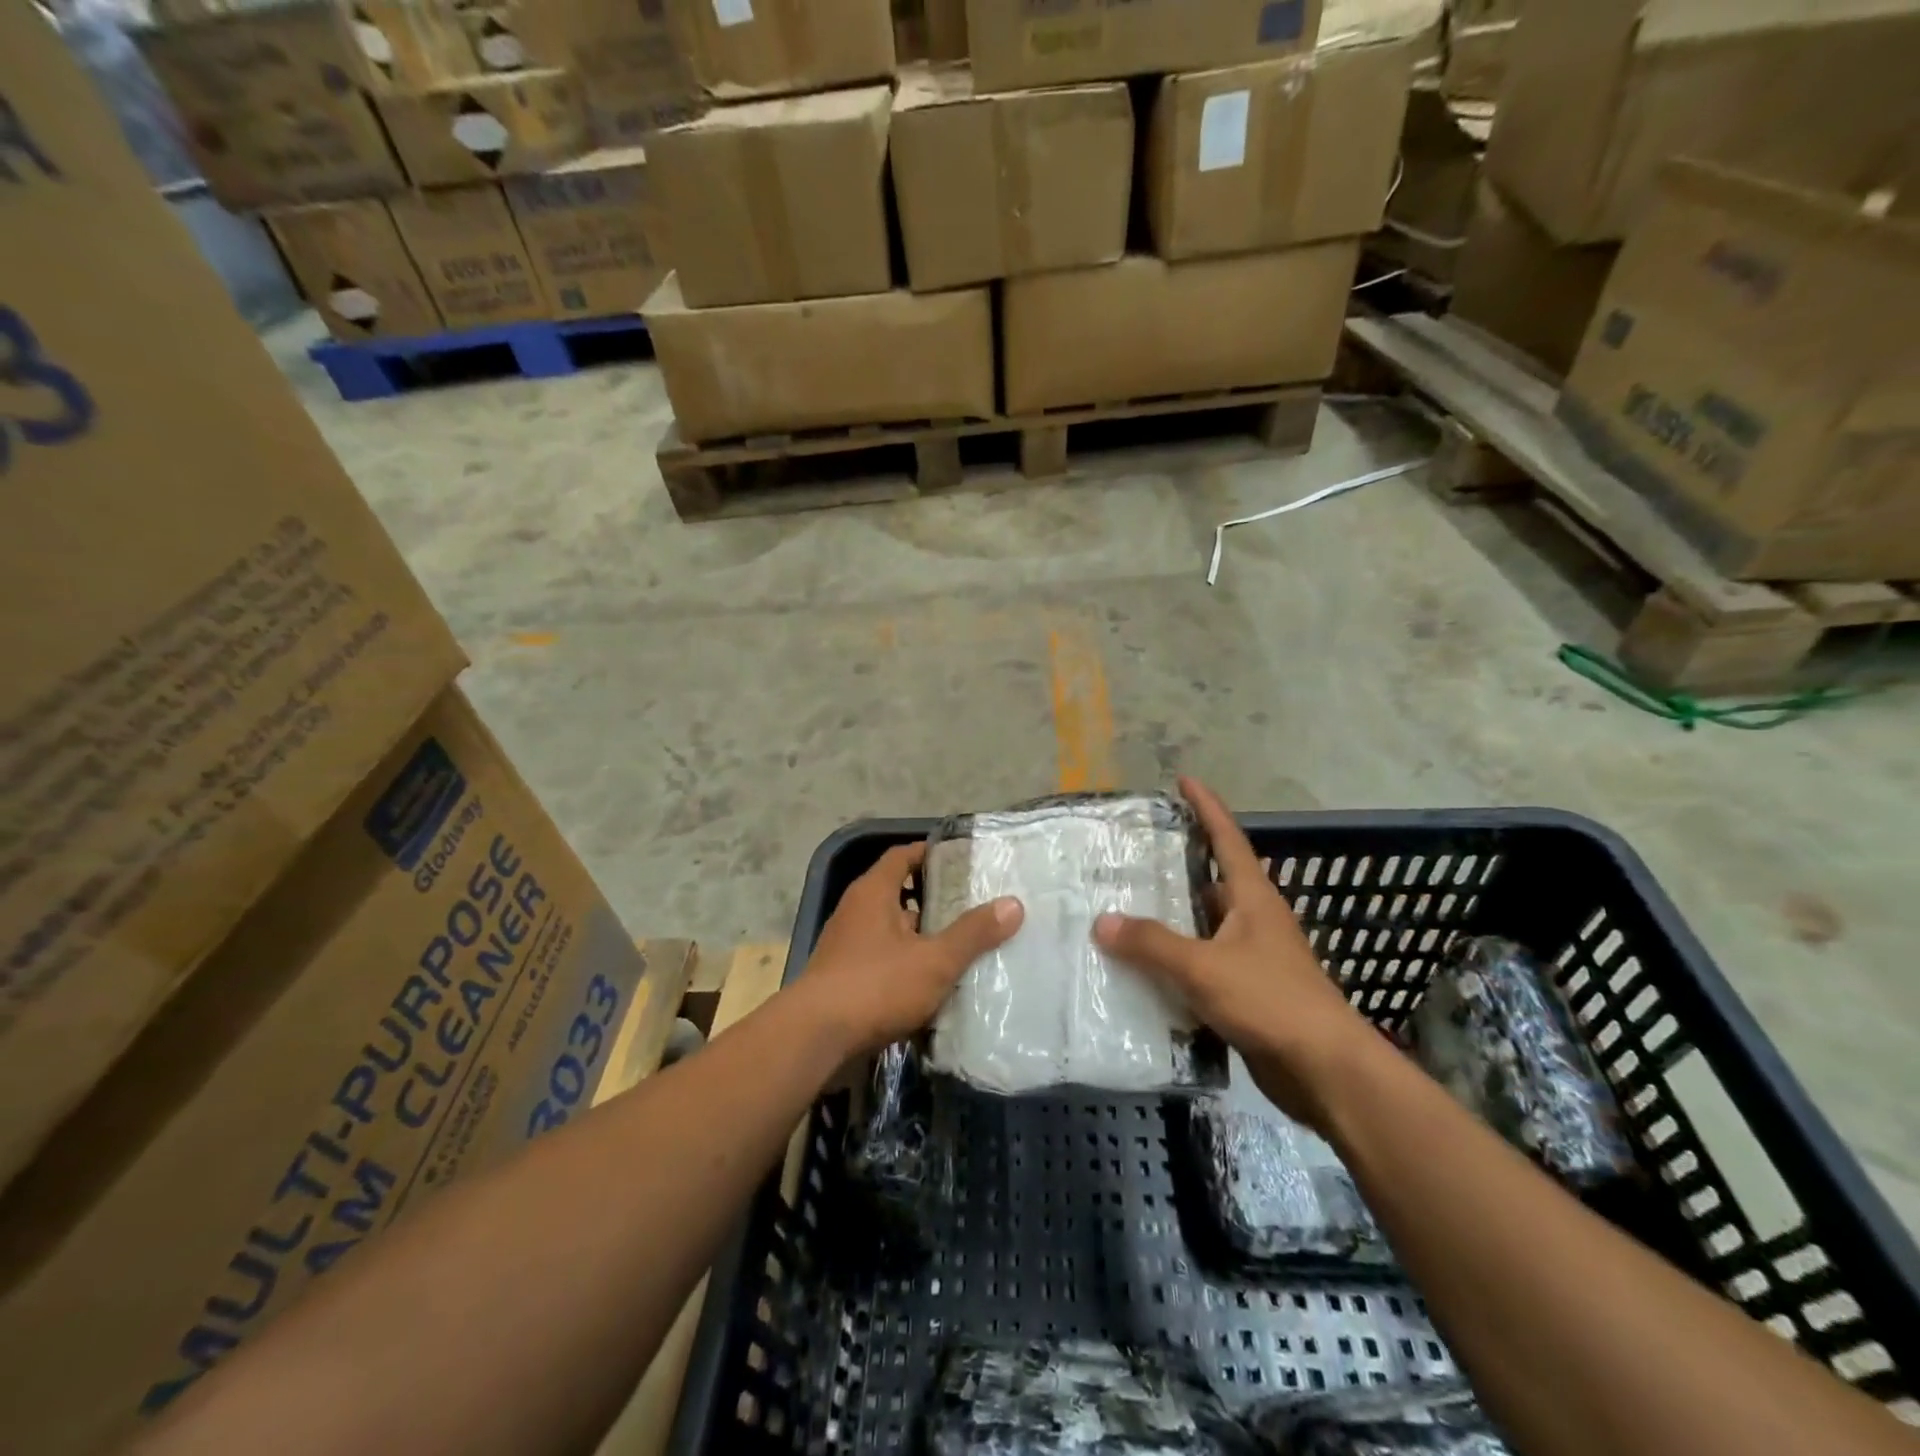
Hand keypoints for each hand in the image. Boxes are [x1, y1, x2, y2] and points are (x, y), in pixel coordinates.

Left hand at [798, 841, 1022, 1056]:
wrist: (814, 1038)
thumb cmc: (875, 986)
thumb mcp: (934, 960)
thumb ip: (973, 933)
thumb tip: (1013, 904)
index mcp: (873, 892)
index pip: (902, 856)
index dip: (929, 853)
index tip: (961, 860)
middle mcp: (856, 911)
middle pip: (897, 893)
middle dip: (933, 899)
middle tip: (972, 906)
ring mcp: (846, 946)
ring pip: (891, 930)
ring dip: (920, 936)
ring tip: (960, 946)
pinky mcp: (843, 978)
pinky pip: (882, 960)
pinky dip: (905, 964)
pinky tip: (932, 984)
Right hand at [1094, 776, 1377, 1129]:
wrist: (1324, 1070)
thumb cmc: (1270, 1001)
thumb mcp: (1204, 967)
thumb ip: (1152, 944)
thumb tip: (1103, 922)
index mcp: (1253, 899)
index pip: (1227, 839)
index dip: (1206, 808)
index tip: (1184, 781)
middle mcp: (1254, 920)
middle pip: (1212, 881)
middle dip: (1178, 865)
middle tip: (1133, 856)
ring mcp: (1253, 958)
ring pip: (1204, 926)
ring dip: (1172, 919)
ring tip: (1126, 909)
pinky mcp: (1247, 993)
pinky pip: (1203, 965)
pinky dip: (1176, 962)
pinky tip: (1144, 969)